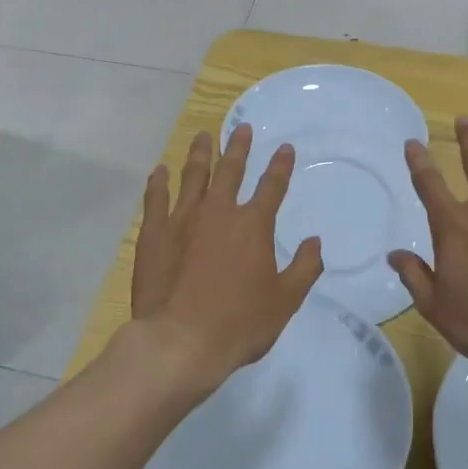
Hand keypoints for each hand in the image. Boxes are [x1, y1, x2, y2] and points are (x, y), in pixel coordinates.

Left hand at [130, 125, 323, 393]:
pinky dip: (159, 182)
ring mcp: (182, 219)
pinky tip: (160, 171)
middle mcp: (219, 212)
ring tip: (203, 136)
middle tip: (242, 128)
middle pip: (230, 170)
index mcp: (253, 225)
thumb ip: (304, 268)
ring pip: (193, 176)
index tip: (284, 147)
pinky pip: (156, 198)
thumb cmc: (240, 323)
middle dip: (239, 147)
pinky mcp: (153, 233)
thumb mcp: (285, 301)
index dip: (280, 166)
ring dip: (200, 153)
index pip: (272, 186)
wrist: (181, 340)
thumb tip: (314, 242)